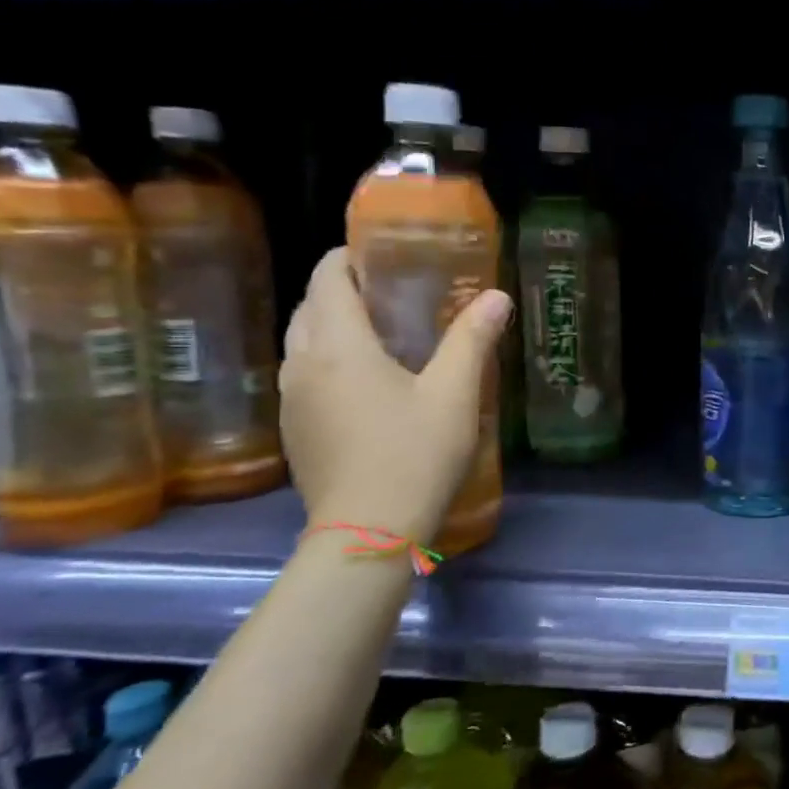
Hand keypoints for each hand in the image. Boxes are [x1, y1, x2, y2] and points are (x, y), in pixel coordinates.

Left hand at [280, 247, 512, 545]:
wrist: (367, 534)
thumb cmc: (414, 455)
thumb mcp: (454, 395)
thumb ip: (472, 340)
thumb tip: (496, 297)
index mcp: (338, 347)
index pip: (327, 280)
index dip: (349, 258)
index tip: (382, 254)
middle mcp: (302, 365)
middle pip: (309, 308)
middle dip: (342, 291)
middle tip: (390, 293)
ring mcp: (292, 401)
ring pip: (301, 343)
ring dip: (331, 327)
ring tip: (380, 334)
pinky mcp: (295, 430)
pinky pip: (304, 376)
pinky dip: (327, 361)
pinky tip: (366, 383)